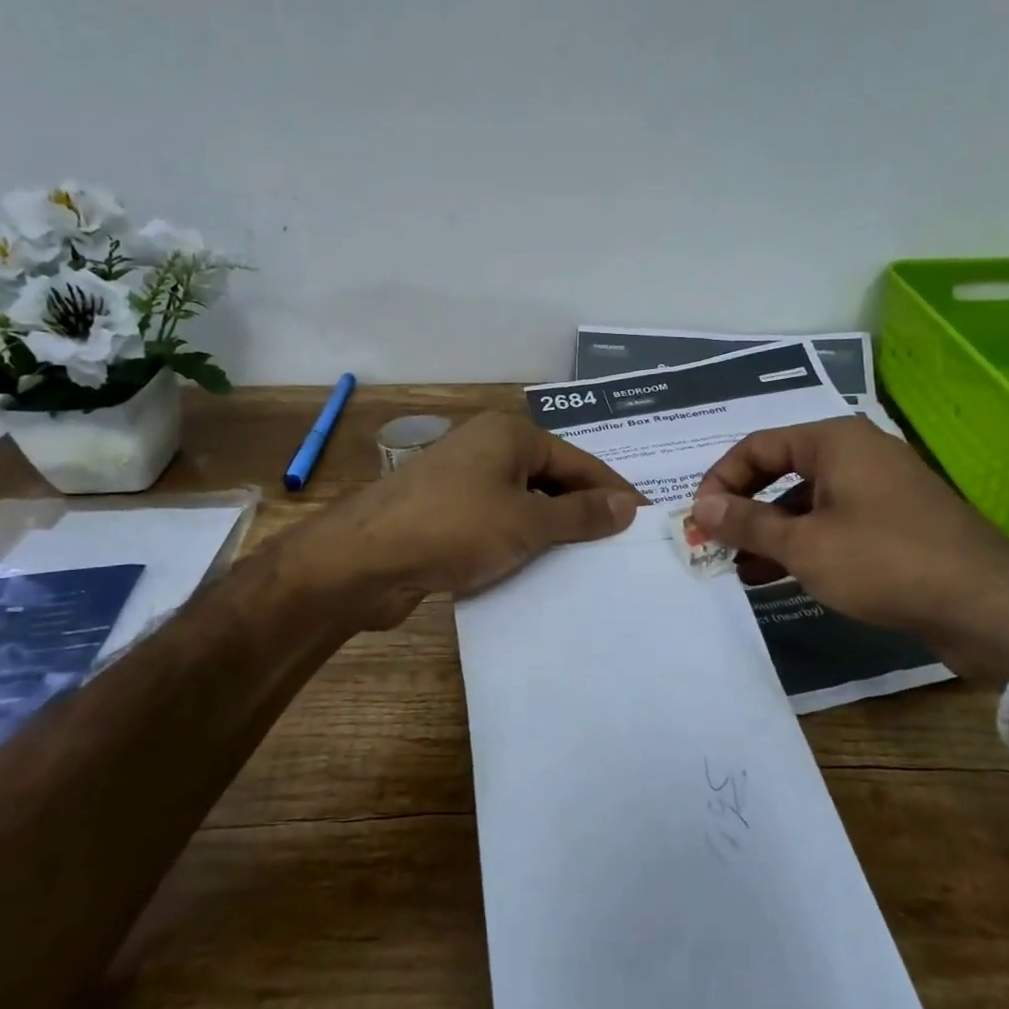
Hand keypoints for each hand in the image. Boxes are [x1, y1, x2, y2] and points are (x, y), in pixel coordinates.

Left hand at [311, 412, 642, 626]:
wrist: (364, 560)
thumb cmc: (455, 528)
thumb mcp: (528, 522)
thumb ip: (581, 515)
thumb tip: (628, 505)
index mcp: (509, 435)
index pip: (577, 461)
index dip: (612, 491)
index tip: (644, 521)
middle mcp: (486, 450)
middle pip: (550, 480)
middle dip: (582, 513)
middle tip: (619, 547)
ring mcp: (461, 483)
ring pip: (522, 505)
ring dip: (551, 533)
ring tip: (588, 565)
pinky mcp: (443, 516)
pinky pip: (496, 525)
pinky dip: (519, 545)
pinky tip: (538, 572)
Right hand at [691, 417, 1008, 683]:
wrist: (987, 607)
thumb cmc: (885, 561)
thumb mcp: (805, 545)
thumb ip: (748, 523)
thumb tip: (701, 508)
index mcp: (834, 441)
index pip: (757, 446)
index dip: (720, 480)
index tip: (698, 519)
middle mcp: (856, 454)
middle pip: (780, 471)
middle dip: (743, 508)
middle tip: (713, 543)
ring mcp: (878, 490)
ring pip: (805, 502)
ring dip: (768, 532)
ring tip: (736, 567)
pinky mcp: (893, 524)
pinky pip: (832, 524)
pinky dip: (801, 544)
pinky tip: (775, 575)